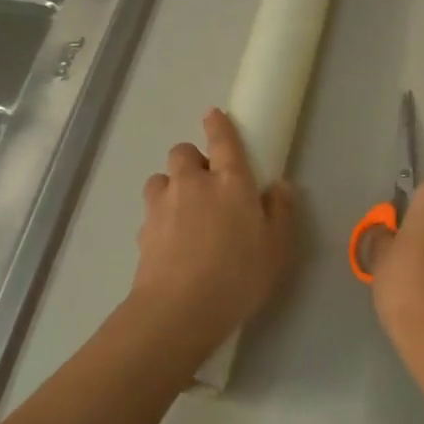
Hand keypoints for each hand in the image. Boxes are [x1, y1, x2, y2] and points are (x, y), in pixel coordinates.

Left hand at [130, 109, 296, 351]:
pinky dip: (160, 216)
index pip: (223, 140)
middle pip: (183, 152)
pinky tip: (172, 241)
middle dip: (193, 160)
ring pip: (161, 178)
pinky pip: (151, 211)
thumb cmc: (239, 275)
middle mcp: (193, 184)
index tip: (213, 115)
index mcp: (231, 182)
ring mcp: (163, 205)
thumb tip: (279, 186)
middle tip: (207, 184)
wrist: (181, 308)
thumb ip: (279, 213)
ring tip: (184, 210)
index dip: (218, 124)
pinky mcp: (143, 229)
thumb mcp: (276, 248)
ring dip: (172, 185)